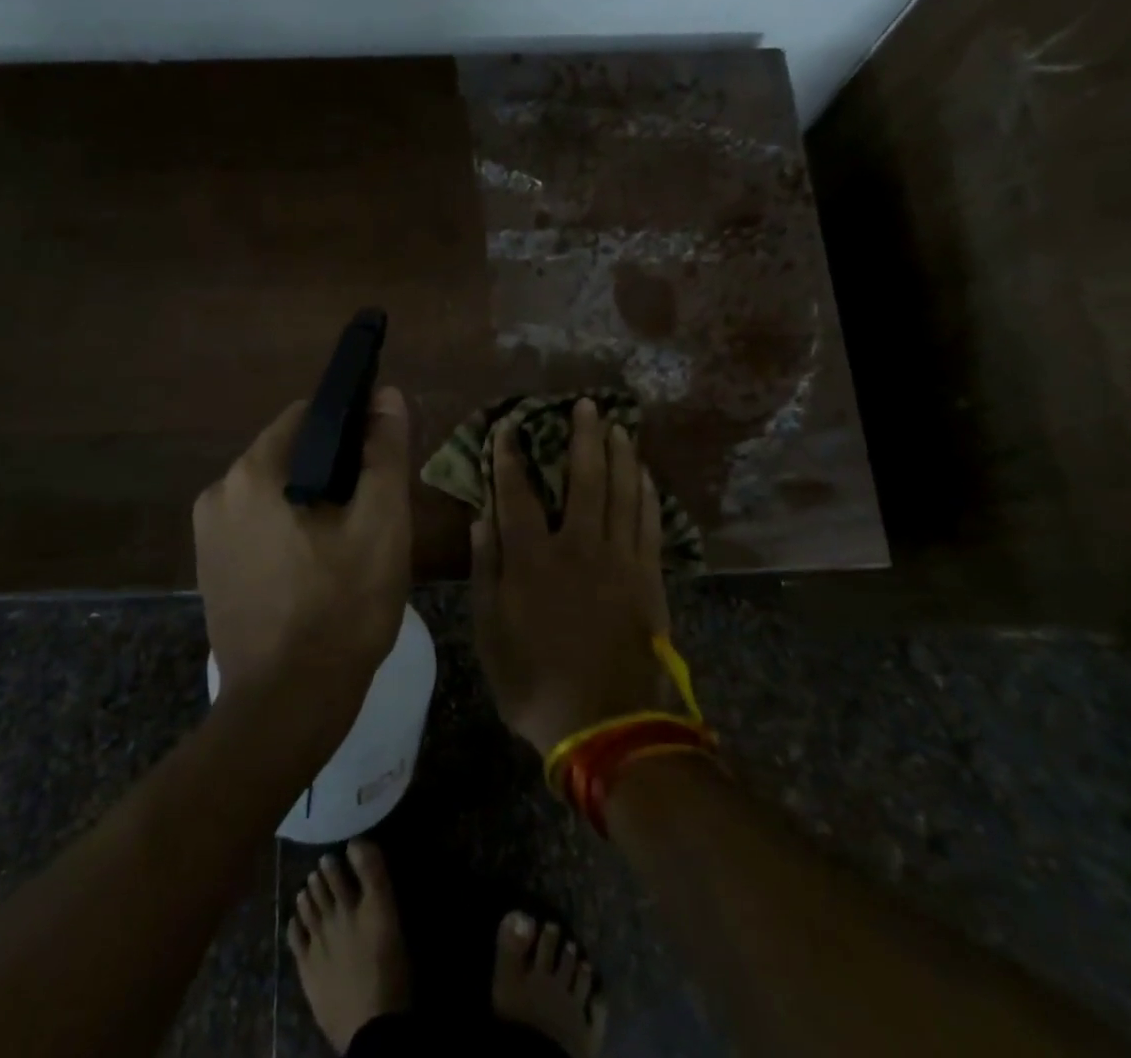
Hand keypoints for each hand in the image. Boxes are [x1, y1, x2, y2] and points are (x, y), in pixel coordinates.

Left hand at [194, 388, 412, 732]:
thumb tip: (387, 396)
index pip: (307, 416)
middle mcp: (218, 492)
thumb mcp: (381, 524)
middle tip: (371, 509)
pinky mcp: (210, 568)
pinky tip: (316, 567)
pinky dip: (288, 529)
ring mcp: (207, 534)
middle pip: (289, 453)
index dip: (350, 427)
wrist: (288, 706)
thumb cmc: (342, 608)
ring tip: (348, 541)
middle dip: (332, 469)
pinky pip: (257, 525)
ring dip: (311, 500)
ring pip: (274, 491)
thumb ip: (384, 452)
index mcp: (253, 472)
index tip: (379, 457)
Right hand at [471, 398, 673, 756]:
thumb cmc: (534, 681)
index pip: (517, 492)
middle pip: (584, 477)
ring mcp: (619, 558)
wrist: (605, 724)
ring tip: (619, 426)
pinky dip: (647, 492)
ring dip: (621, 454)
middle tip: (586, 405)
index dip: (510, 456)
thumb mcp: (489, 632)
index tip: (509, 426)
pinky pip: (649, 522)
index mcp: (532, 558)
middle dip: (583, 437)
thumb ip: (486, 570)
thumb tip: (481, 518)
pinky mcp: (647, 576)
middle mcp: (578, 545)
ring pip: (622, 491)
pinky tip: (645, 474)